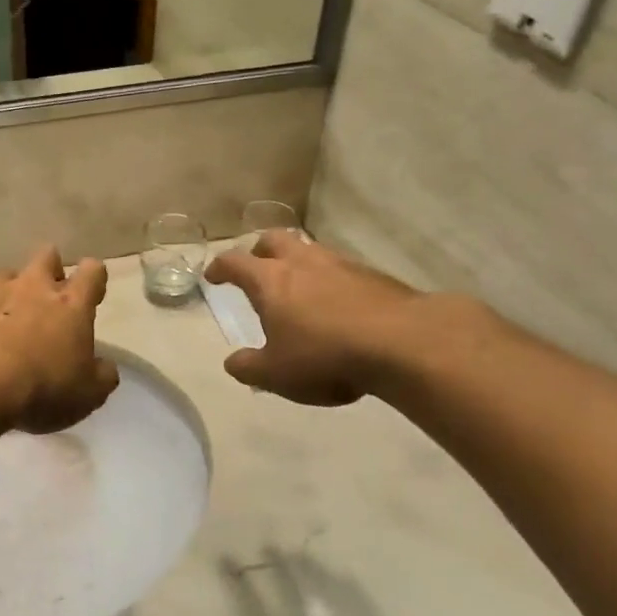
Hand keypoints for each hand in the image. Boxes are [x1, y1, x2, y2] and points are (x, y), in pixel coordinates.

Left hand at [0, 246, 118, 434]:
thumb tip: (105, 367)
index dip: (94, 277)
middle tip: (50, 293)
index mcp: (71, 304)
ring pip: (7, 275)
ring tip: (11, 315)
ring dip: (13, 289)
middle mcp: (34, 288)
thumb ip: (101, 376)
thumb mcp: (88, 394)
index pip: (92, 273)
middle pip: (47, 256)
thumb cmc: (43, 387)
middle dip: (52, 267)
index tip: (93, 291)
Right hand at [205, 233, 433, 405]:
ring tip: (298, 287)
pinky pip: (341, 269)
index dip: (220, 267)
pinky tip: (337, 304)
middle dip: (259, 251)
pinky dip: (329, 280)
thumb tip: (232, 363)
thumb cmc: (326, 356)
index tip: (213, 276)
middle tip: (257, 269)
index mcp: (270, 281)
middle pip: (274, 240)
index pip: (235, 262)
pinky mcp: (373, 276)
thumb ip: (249, 368)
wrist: (403, 343)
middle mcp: (302, 263)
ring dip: (298, 262)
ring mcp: (340, 265)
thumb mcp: (276, 374)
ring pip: (310, 250)